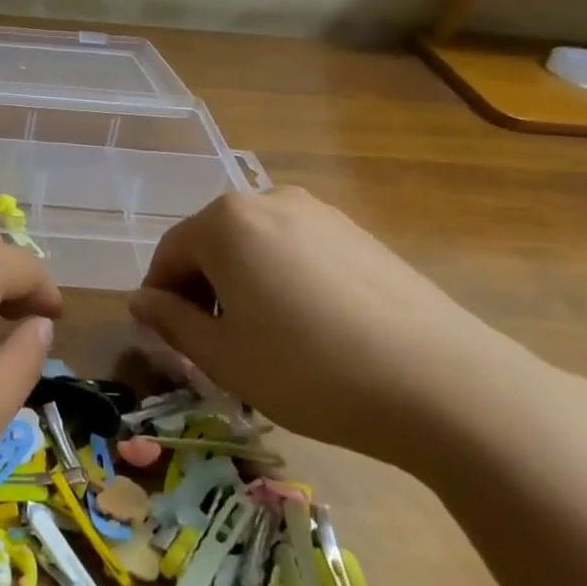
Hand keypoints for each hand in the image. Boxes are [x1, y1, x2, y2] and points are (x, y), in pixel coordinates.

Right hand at [128, 187, 568, 471]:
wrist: (445, 385)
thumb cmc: (309, 369)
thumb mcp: (223, 356)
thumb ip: (171, 321)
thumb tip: (142, 301)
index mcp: (226, 221)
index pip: (169, 254)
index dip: (160, 299)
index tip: (167, 341)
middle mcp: (270, 200)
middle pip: (212, 245)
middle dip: (202, 291)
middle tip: (213, 346)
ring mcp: (322, 214)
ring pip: (256, 248)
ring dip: (242, 286)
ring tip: (263, 341)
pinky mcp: (361, 235)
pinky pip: (298, 252)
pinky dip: (284, 282)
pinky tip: (309, 330)